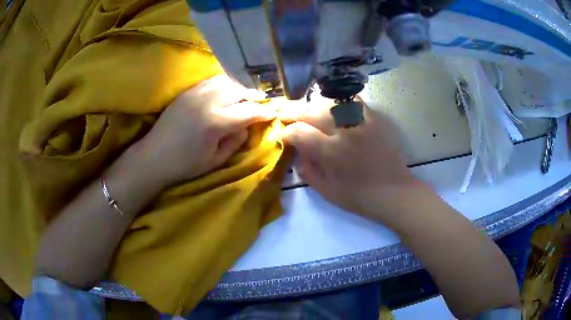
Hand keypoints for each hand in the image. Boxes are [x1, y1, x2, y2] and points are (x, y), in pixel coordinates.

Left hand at [137, 75, 276, 185]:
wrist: (154, 156)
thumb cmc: (185, 164)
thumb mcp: (215, 160)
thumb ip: (235, 141)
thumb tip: (248, 126)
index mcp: (216, 122)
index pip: (249, 111)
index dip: (265, 112)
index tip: (274, 112)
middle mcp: (208, 102)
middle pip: (240, 91)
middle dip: (255, 96)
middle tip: (263, 103)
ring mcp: (196, 93)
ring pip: (227, 81)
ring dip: (240, 87)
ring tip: (246, 96)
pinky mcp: (187, 91)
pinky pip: (212, 81)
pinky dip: (224, 83)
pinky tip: (227, 91)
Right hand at [281, 100, 421, 220]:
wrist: (394, 191)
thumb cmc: (359, 197)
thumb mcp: (326, 191)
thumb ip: (307, 169)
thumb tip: (296, 151)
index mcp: (331, 151)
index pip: (299, 132)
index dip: (286, 132)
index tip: (283, 136)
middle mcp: (345, 130)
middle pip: (311, 110)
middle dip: (293, 111)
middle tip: (286, 115)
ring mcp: (361, 121)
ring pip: (329, 101)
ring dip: (313, 105)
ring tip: (307, 111)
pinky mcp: (374, 118)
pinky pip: (352, 101)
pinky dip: (337, 102)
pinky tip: (332, 109)